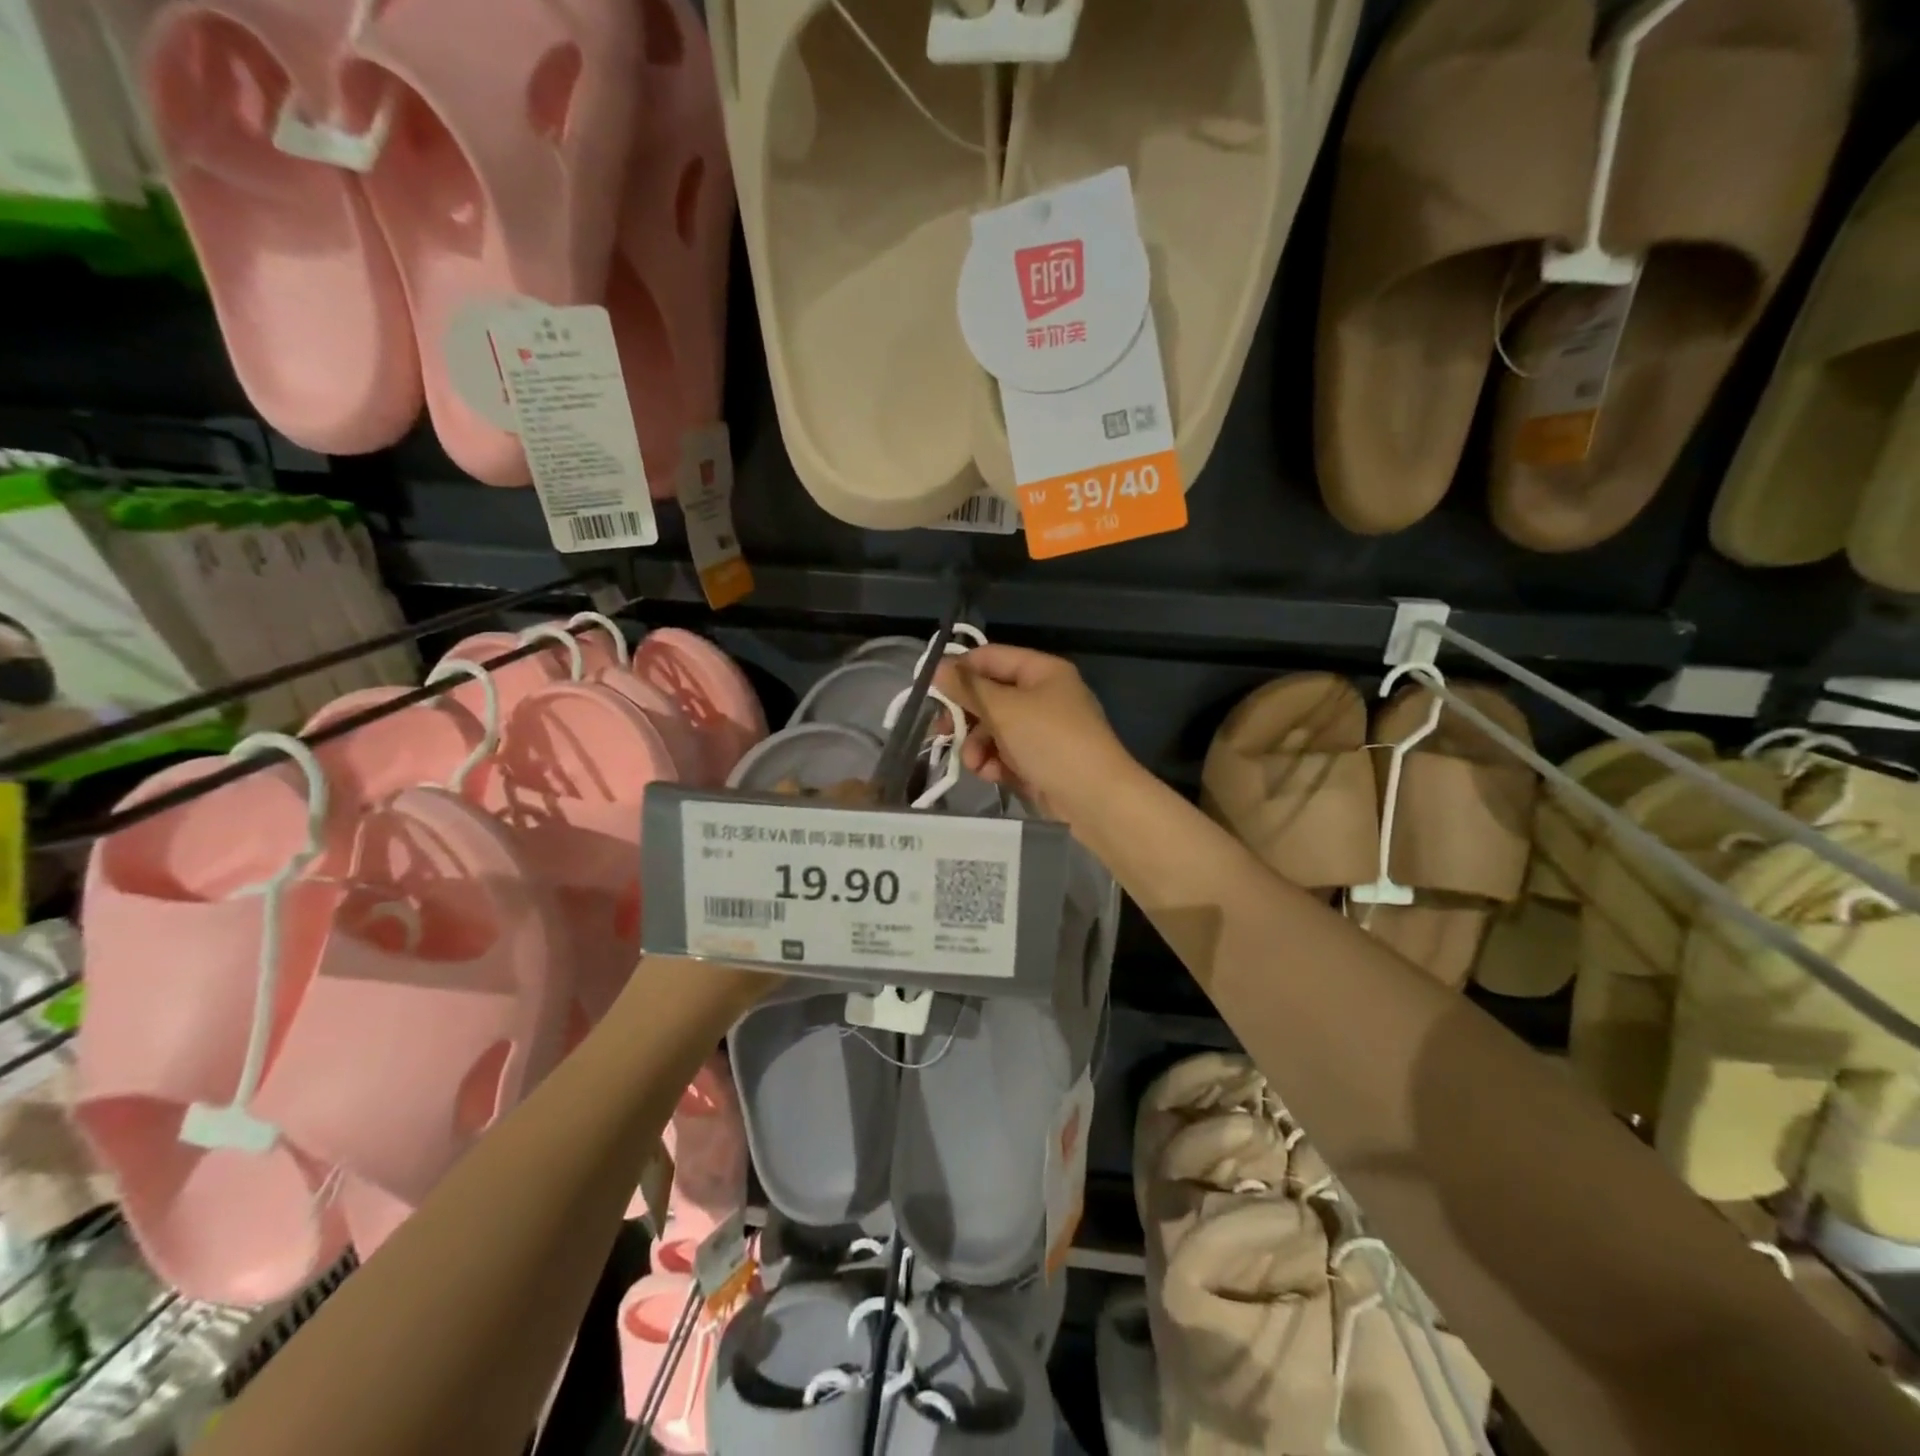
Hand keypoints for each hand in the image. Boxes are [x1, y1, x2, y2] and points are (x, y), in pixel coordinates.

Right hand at [933, 645, 1134, 822]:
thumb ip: (968, 688)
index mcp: (1042, 671)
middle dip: (966, 715)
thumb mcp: (1004, 709)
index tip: (931, 691)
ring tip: (974, 763)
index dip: (960, 670)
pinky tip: (991, 775)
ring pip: (995, 729)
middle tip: (942, 731)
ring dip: (978, 745)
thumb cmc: (1050, 741)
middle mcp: (1044, 696)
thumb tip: (938, 669)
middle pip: (990, 696)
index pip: (990, 658)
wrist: (1095, 800)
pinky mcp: (1041, 762)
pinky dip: (995, 762)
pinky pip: (1007, 754)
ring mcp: (1043, 731)